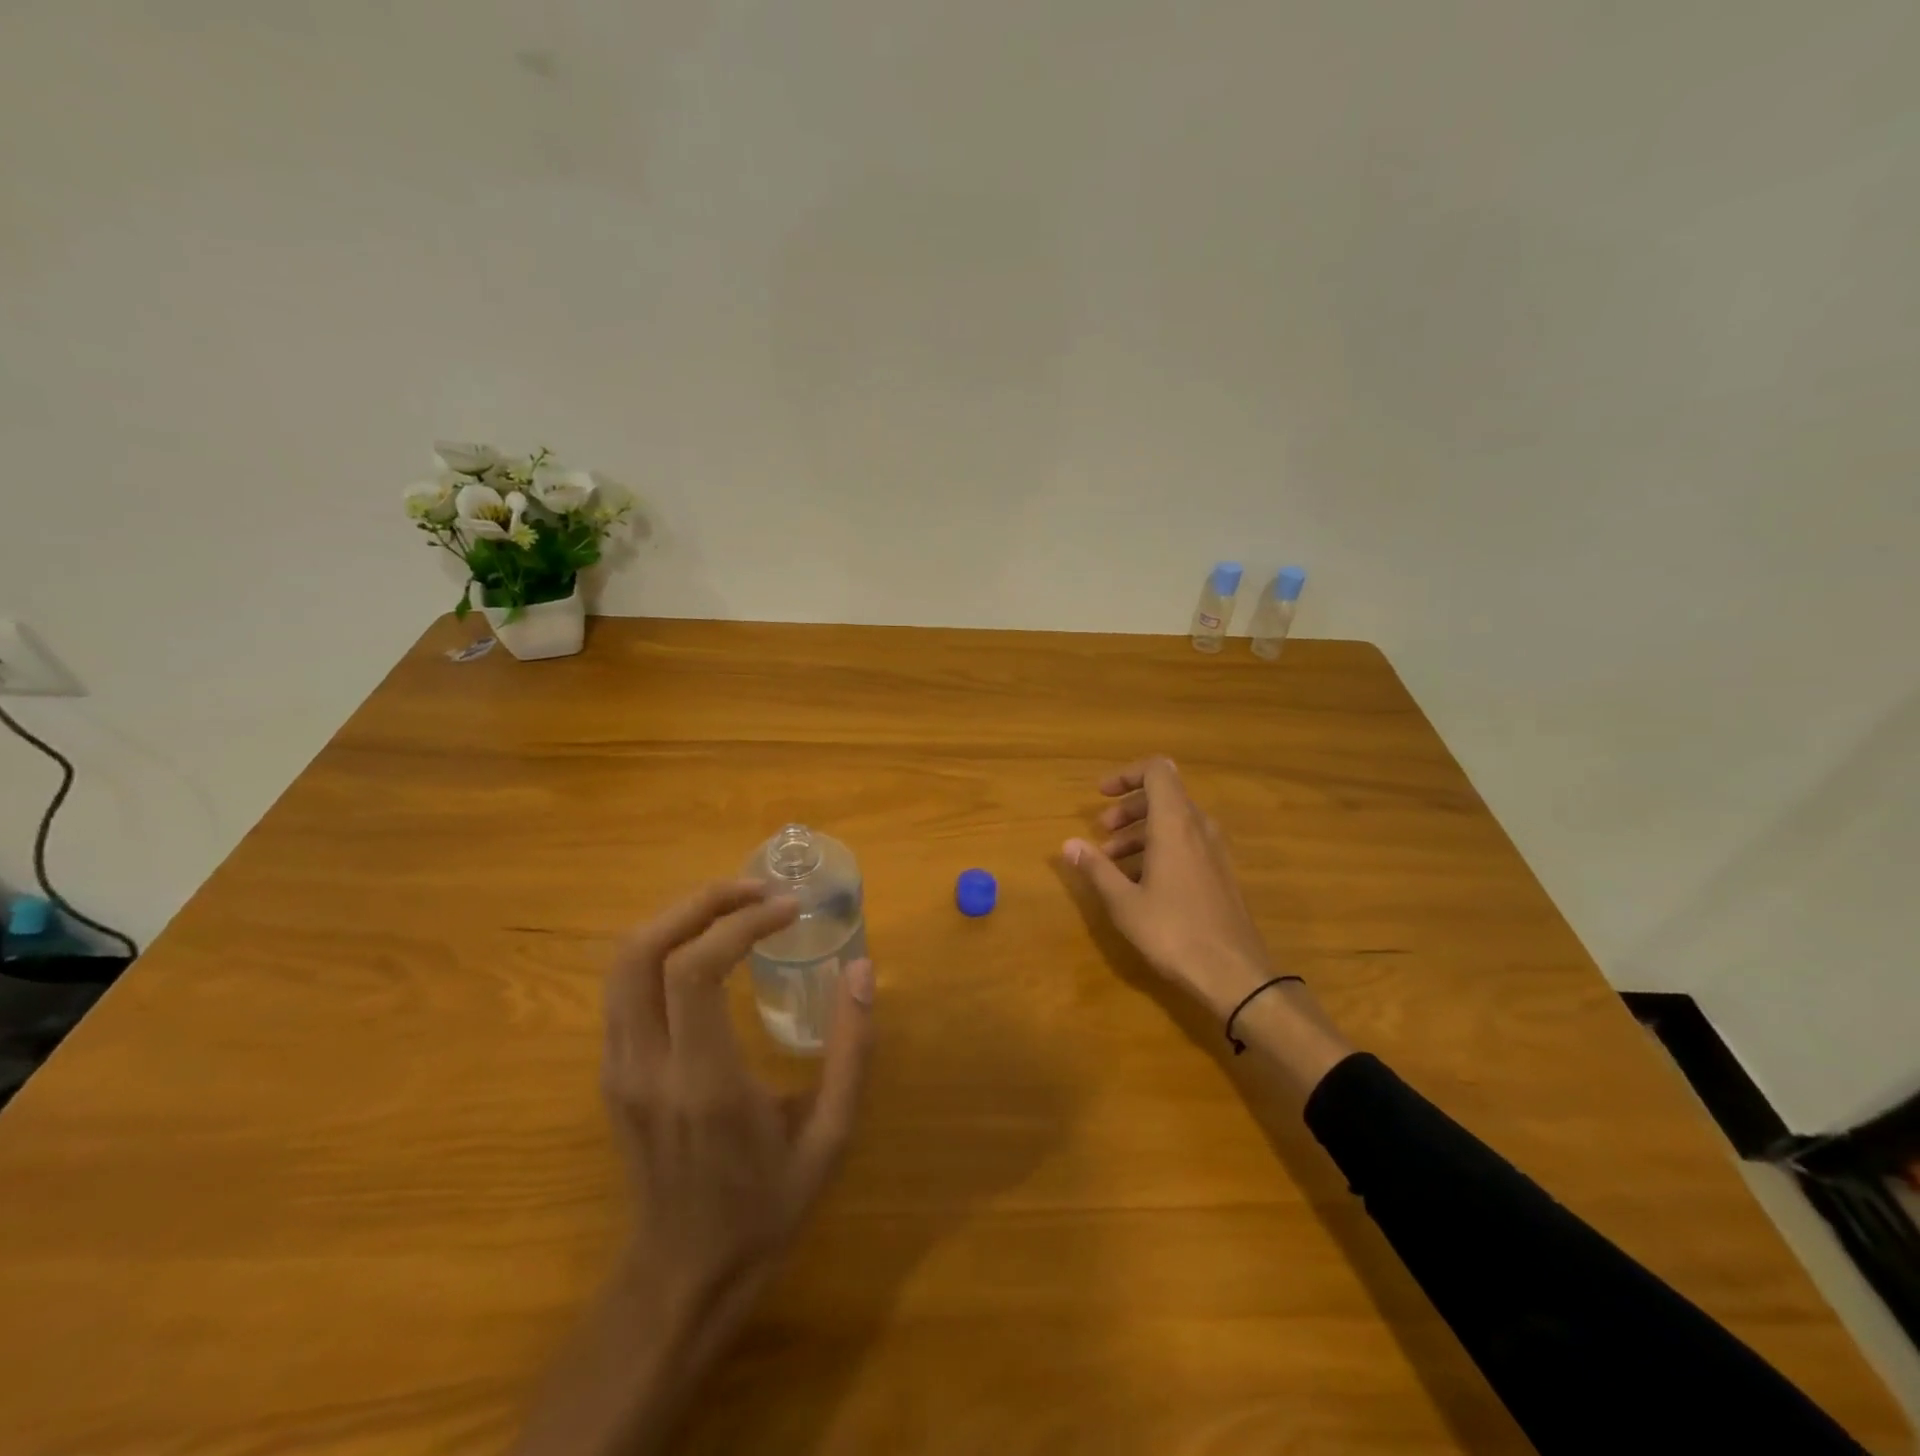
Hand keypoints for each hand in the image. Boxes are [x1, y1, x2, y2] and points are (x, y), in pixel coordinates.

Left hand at [604, 880, 875, 1310]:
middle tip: (757, 890)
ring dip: (678, 917)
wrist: (683, 1275)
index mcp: (703, 1083)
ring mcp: (618, 1069)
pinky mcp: (611, 1071)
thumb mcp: (831, 1135)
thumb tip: (861, 969)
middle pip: (642, 950)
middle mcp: (647, 1068)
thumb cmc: (766, 1206)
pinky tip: (709, 945)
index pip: (694, 971)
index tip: (788, 908)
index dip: (740, 922)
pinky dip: (664, 944)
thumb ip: (851, 1050)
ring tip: (735, 906)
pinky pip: (623, 985)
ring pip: (622, 963)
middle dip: (701, 902)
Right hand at [1064, 757, 1276, 1017]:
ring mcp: (1214, 850)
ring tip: (1112, 861)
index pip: (1157, 771)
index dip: (1127, 775)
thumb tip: (1068, 844)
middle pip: (1163, 796)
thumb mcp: (1124, 902)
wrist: (1234, 974)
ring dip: (1140, 831)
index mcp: (1175, 824)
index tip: (1101, 794)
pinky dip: (1159, 848)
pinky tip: (1140, 881)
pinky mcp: (1219, 872)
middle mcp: (1198, 828)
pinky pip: (1186, 843)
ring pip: (1174, 822)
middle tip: (1101, 833)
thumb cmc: (1173, 932)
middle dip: (1128, 808)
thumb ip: (1096, 868)